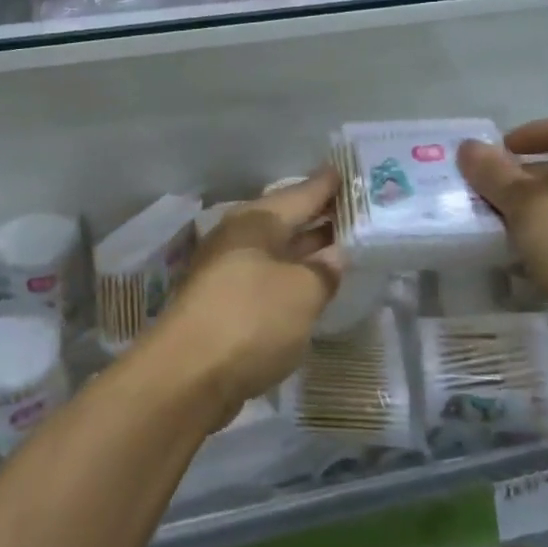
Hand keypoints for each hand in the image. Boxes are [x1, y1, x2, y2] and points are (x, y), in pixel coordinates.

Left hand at [145, 169, 343, 422]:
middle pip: (287, 220)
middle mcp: (238, 237)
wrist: (188, 375)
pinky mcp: (225, 303)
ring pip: (278, 250)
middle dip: (320, 216)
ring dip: (307, 248)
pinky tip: (313, 284)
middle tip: (359, 208)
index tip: (353, 171)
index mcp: (256, 221)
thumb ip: (324, 270)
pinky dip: (292, 276)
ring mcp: (228, 270)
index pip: (301, 193)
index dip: (329, 185)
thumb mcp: (302, 291)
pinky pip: (269, 277)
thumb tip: (334, 256)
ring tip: (345, 243)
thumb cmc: (251, 319)